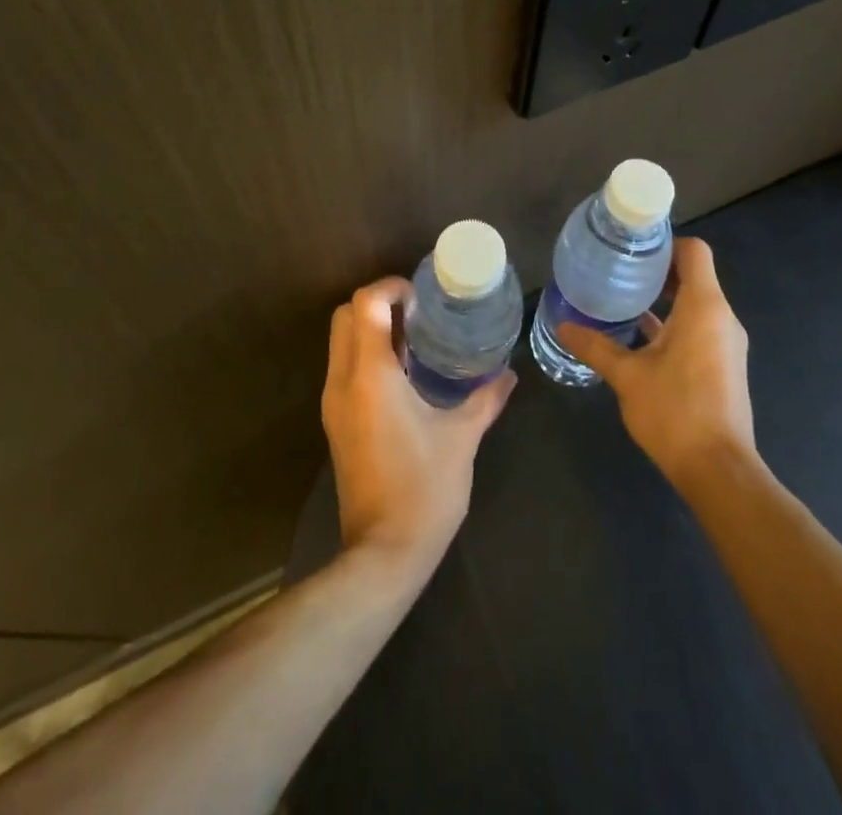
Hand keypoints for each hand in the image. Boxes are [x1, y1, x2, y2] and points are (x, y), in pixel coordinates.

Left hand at [322, 279, 516, 578]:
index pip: (364, 304)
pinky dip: (366, 354)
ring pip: (340, 342)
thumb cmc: (424, 489)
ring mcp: (334, 403)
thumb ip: (485, 399)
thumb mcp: (462, 438)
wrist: (383, 553)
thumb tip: (508, 374)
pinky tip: (405, 373)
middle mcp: (343, 381)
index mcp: (371, 375)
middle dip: (377, 303)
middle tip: (418, 312)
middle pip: (344, 316)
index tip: (422, 295)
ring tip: (415, 338)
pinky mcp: (335, 422)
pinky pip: (344, 368)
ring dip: (370, 329)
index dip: (390, 288)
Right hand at [555, 237, 754, 487]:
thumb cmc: (676, 412)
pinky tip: (638, 336)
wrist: (720, 471)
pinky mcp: (723, 365)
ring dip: (663, 298)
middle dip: (657, 270)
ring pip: (695, 303)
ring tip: (622, 297)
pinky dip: (672, 323)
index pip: (694, 252)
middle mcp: (721, 318)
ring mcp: (726, 343)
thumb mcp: (627, 376)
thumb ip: (595, 346)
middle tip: (617, 268)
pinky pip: (698, 327)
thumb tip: (562, 325)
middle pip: (693, 275)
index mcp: (704, 307)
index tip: (632, 246)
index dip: (665, 242)